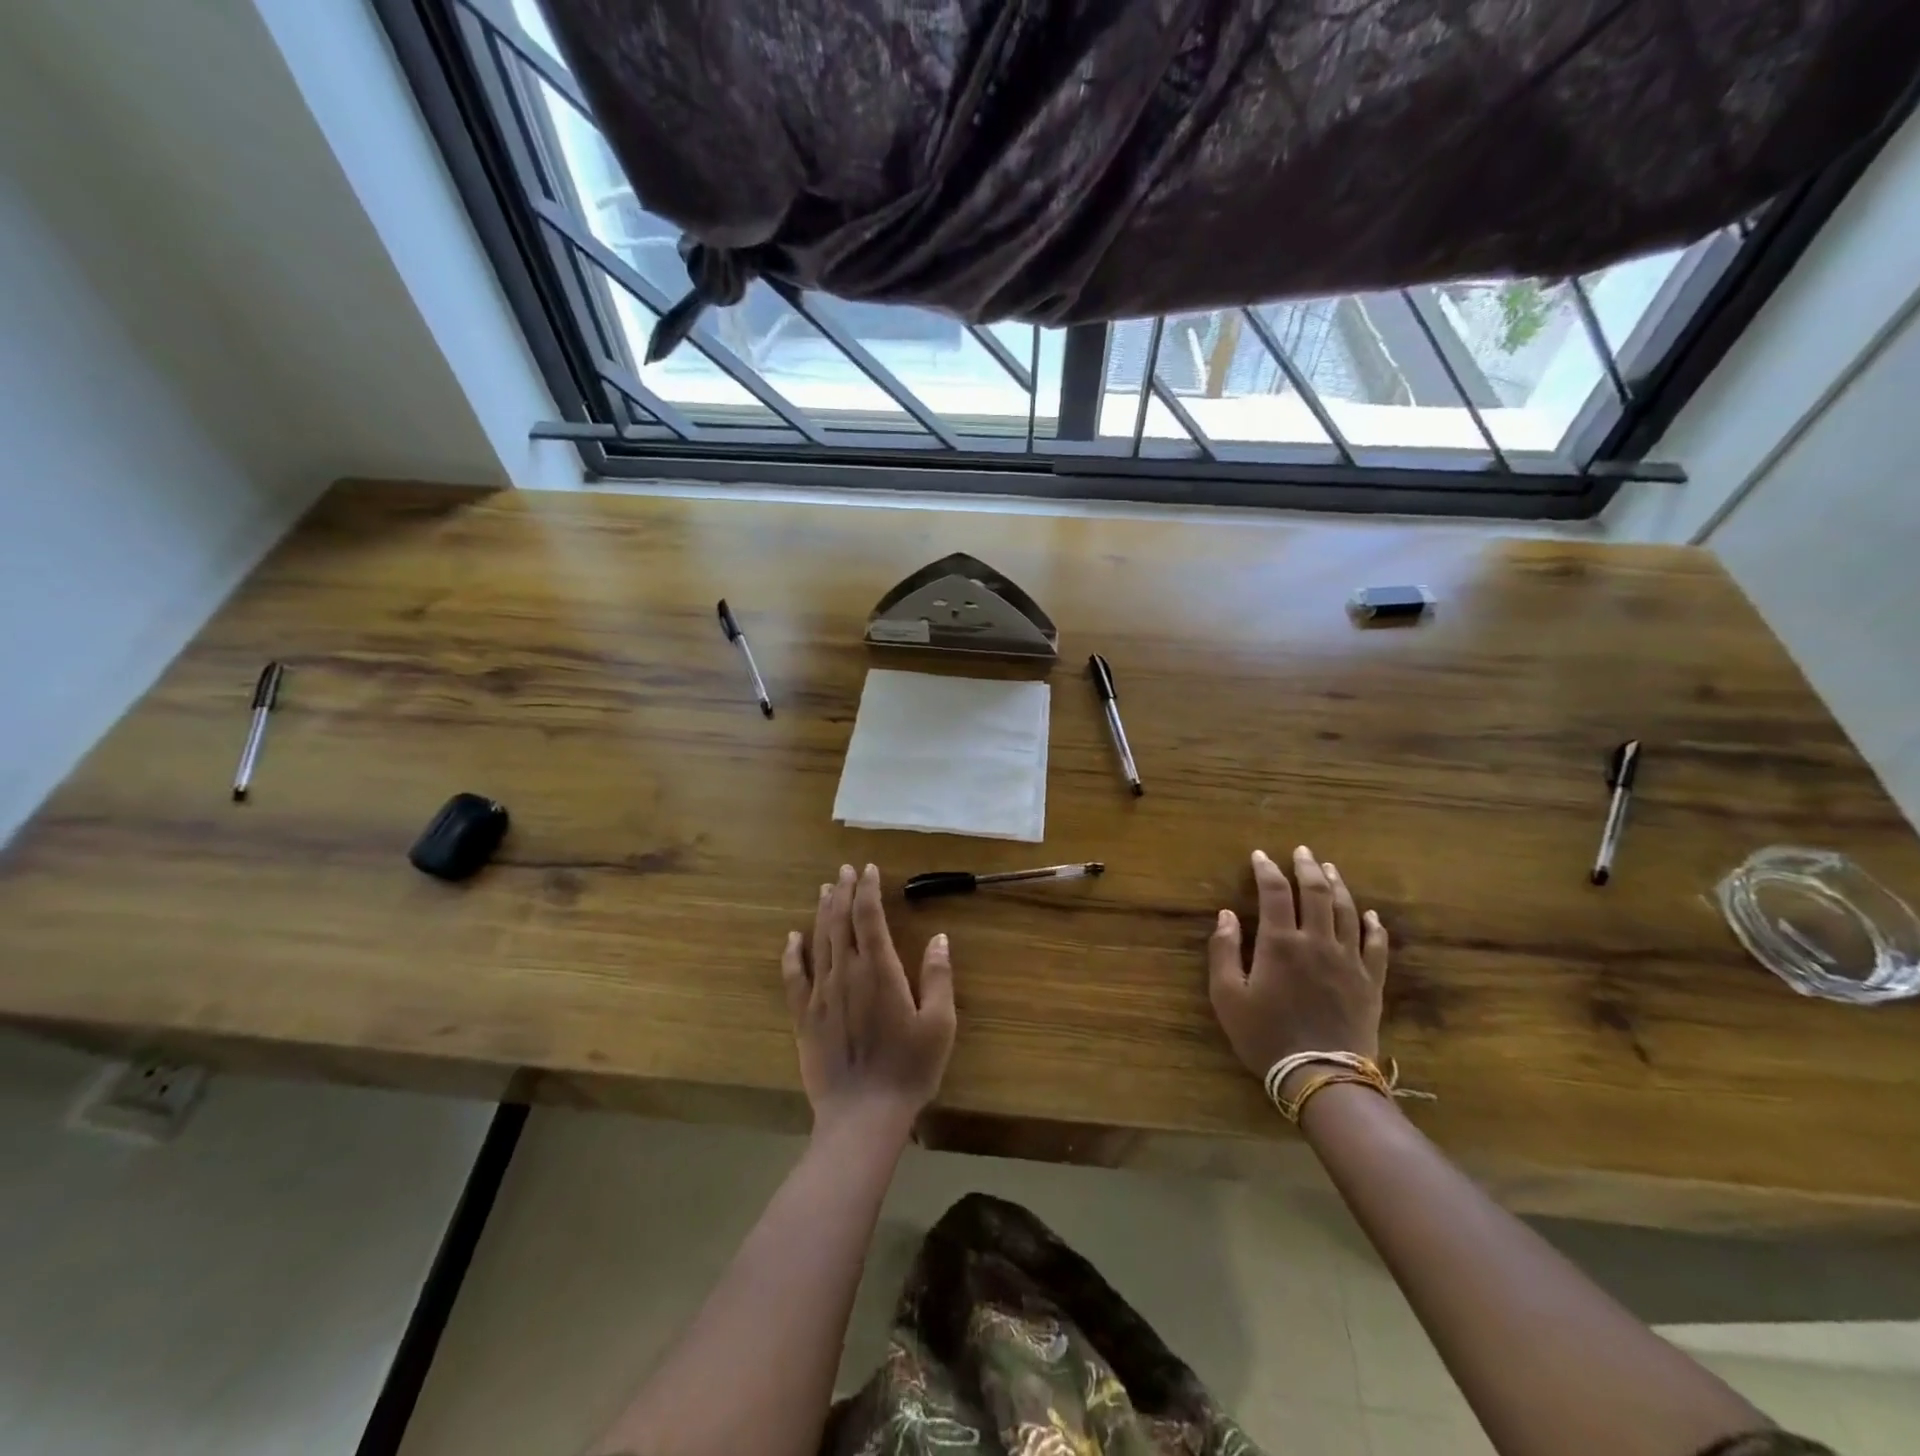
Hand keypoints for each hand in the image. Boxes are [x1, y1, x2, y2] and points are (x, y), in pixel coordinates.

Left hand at [782, 863, 956, 1139]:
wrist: (862, 1115)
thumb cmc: (908, 1069)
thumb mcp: (939, 1024)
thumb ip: (938, 977)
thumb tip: (939, 938)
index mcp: (880, 969)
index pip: (869, 916)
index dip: (868, 889)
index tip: (869, 869)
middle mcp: (846, 972)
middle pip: (840, 920)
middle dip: (844, 891)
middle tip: (845, 870)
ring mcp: (820, 994)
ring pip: (818, 940)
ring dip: (822, 911)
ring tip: (825, 889)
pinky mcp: (803, 1017)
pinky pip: (793, 976)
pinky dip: (792, 953)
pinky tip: (792, 937)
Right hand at [1208, 846, 1388, 1088]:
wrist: (1321, 1076)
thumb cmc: (1266, 1036)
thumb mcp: (1227, 996)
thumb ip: (1224, 951)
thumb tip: (1227, 915)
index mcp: (1280, 943)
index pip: (1274, 892)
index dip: (1266, 870)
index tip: (1260, 855)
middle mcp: (1317, 942)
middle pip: (1316, 892)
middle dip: (1306, 867)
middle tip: (1301, 851)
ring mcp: (1348, 961)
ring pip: (1346, 911)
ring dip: (1337, 885)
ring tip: (1329, 869)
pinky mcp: (1370, 982)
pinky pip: (1376, 945)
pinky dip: (1373, 925)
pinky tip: (1369, 914)